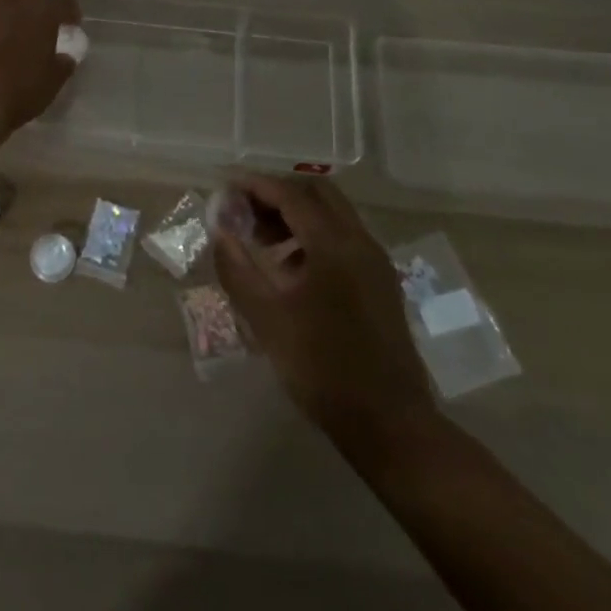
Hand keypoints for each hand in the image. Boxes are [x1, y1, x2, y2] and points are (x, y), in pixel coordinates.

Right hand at [212, 174, 434, 444]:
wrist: (390, 424)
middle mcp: (360, 242)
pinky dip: (314, 236)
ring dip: (297, 216)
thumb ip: (238, 269)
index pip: (291, 195)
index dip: (256, 186)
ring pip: (333, 215)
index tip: (227, 188)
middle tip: (246, 213)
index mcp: (334, 245)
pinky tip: (291, 270)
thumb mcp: (267, 319)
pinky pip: (344, 239)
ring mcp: (376, 262)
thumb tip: (220, 232)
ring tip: (262, 242)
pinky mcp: (381, 283)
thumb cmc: (323, 369)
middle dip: (278, 195)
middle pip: (317, 193)